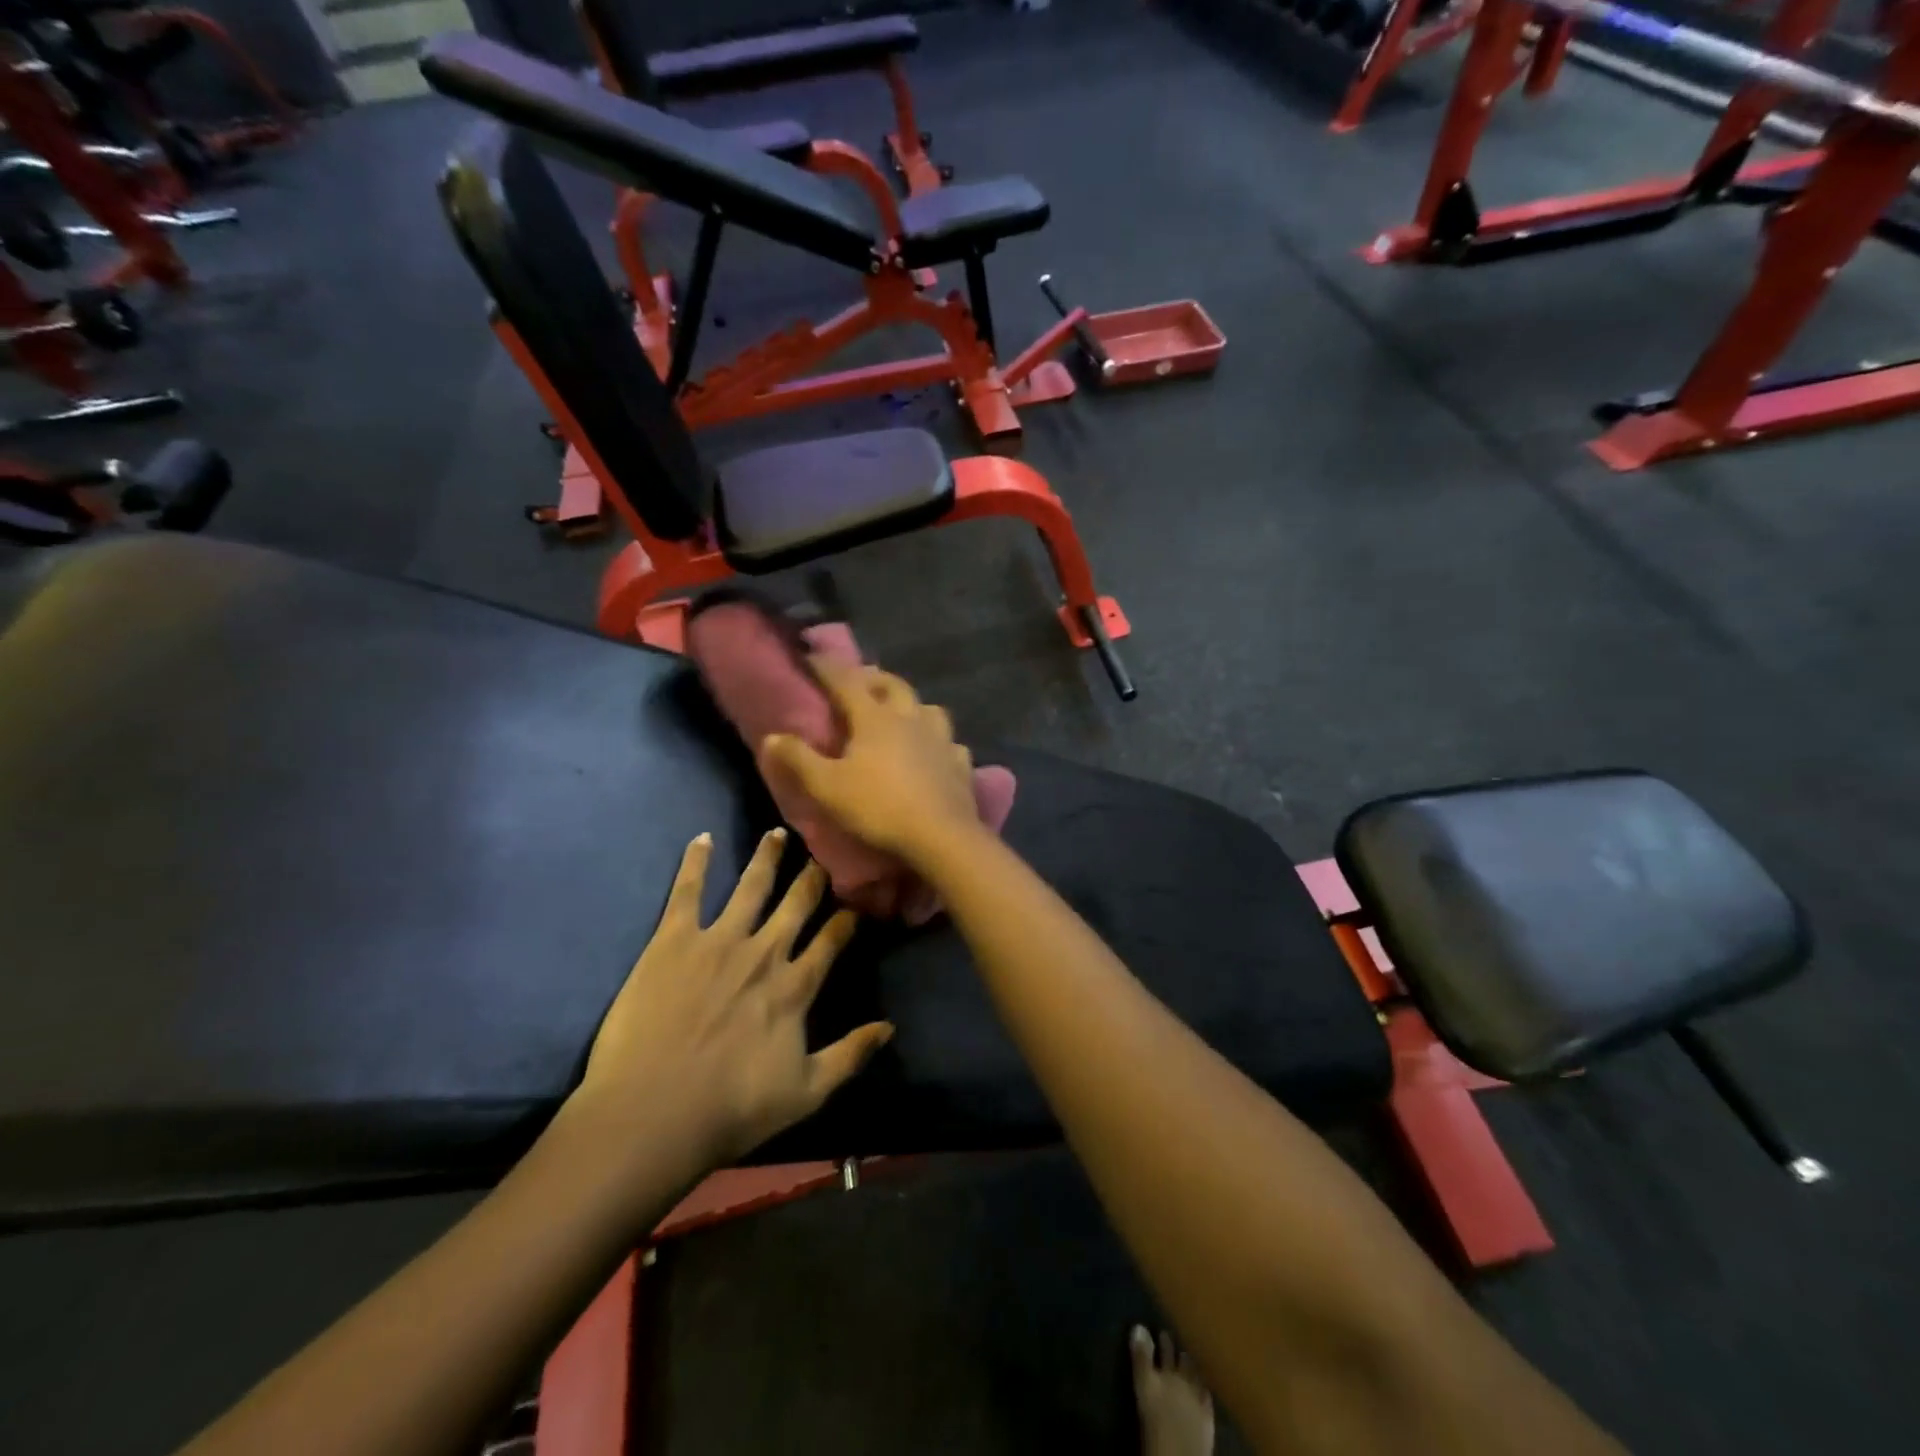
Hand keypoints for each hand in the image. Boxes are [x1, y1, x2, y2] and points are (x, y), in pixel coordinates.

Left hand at [573, 828, 891, 1167]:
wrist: (650, 1114)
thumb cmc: (730, 1109)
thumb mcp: (806, 1093)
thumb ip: (851, 1056)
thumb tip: (890, 1026)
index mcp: (794, 986)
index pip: (832, 939)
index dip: (846, 918)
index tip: (856, 901)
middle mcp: (764, 951)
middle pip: (797, 902)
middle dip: (813, 875)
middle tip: (823, 851)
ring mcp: (717, 940)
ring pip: (751, 885)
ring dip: (767, 856)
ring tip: (777, 832)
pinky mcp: (673, 940)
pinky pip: (687, 891)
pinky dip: (696, 863)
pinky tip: (702, 839)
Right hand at [762, 661, 980, 864]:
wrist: (942, 836)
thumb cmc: (879, 807)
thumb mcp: (828, 787)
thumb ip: (799, 760)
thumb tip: (773, 736)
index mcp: (876, 718)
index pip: (847, 681)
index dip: (827, 667)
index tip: (811, 656)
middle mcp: (911, 718)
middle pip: (893, 685)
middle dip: (873, 678)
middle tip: (859, 680)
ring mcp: (941, 739)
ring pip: (927, 708)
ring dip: (911, 704)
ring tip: (900, 713)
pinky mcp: (961, 763)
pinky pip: (949, 742)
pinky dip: (938, 741)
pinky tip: (935, 751)